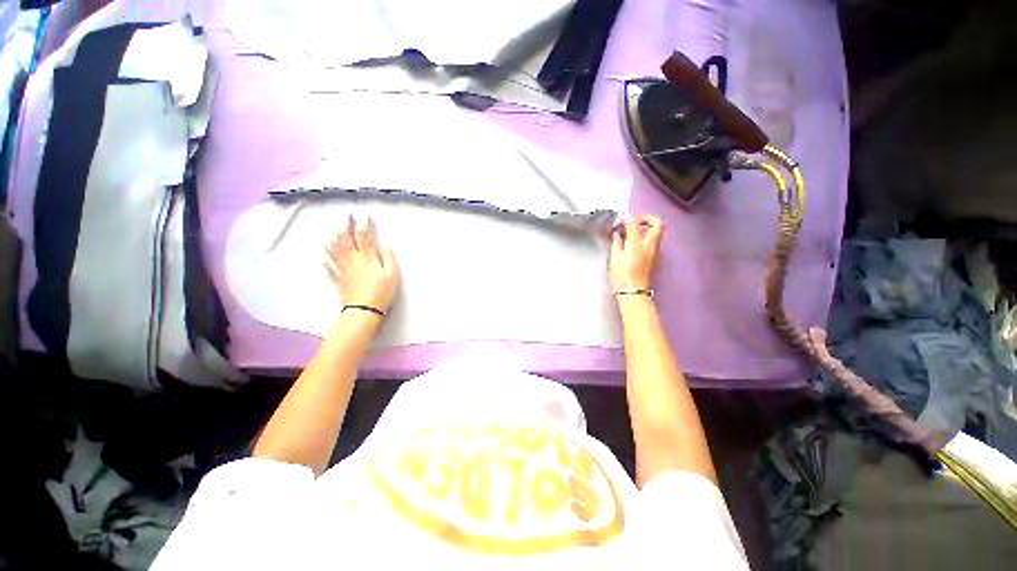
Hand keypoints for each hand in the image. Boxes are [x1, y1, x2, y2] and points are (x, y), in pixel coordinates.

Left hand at [324, 214, 399, 312]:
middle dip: (344, 223)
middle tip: (345, 213)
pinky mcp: (337, 275)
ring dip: (332, 232)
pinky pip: (327, 261)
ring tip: (333, 223)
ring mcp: (343, 267)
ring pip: (334, 246)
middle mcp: (353, 259)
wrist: (364, 310)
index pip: (364, 236)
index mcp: (367, 258)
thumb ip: (389, 259)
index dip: (363, 223)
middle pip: (345, 237)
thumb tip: (386, 245)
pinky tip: (321, 245)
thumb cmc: (381, 293)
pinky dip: (323, 251)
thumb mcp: (393, 276)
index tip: (363, 214)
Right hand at [609, 216, 663, 290]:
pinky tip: (636, 246)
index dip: (627, 219)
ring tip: (634, 235)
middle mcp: (650, 244)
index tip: (621, 221)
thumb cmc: (622, 276)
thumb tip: (618, 234)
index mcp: (636, 243)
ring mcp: (656, 251)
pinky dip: (648, 239)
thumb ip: (617, 243)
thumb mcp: (615, 258)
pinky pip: (655, 242)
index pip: (634, 222)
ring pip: (658, 232)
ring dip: (648, 229)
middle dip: (647, 219)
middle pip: (657, 223)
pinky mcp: (657, 258)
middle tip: (636, 223)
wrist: (634, 291)